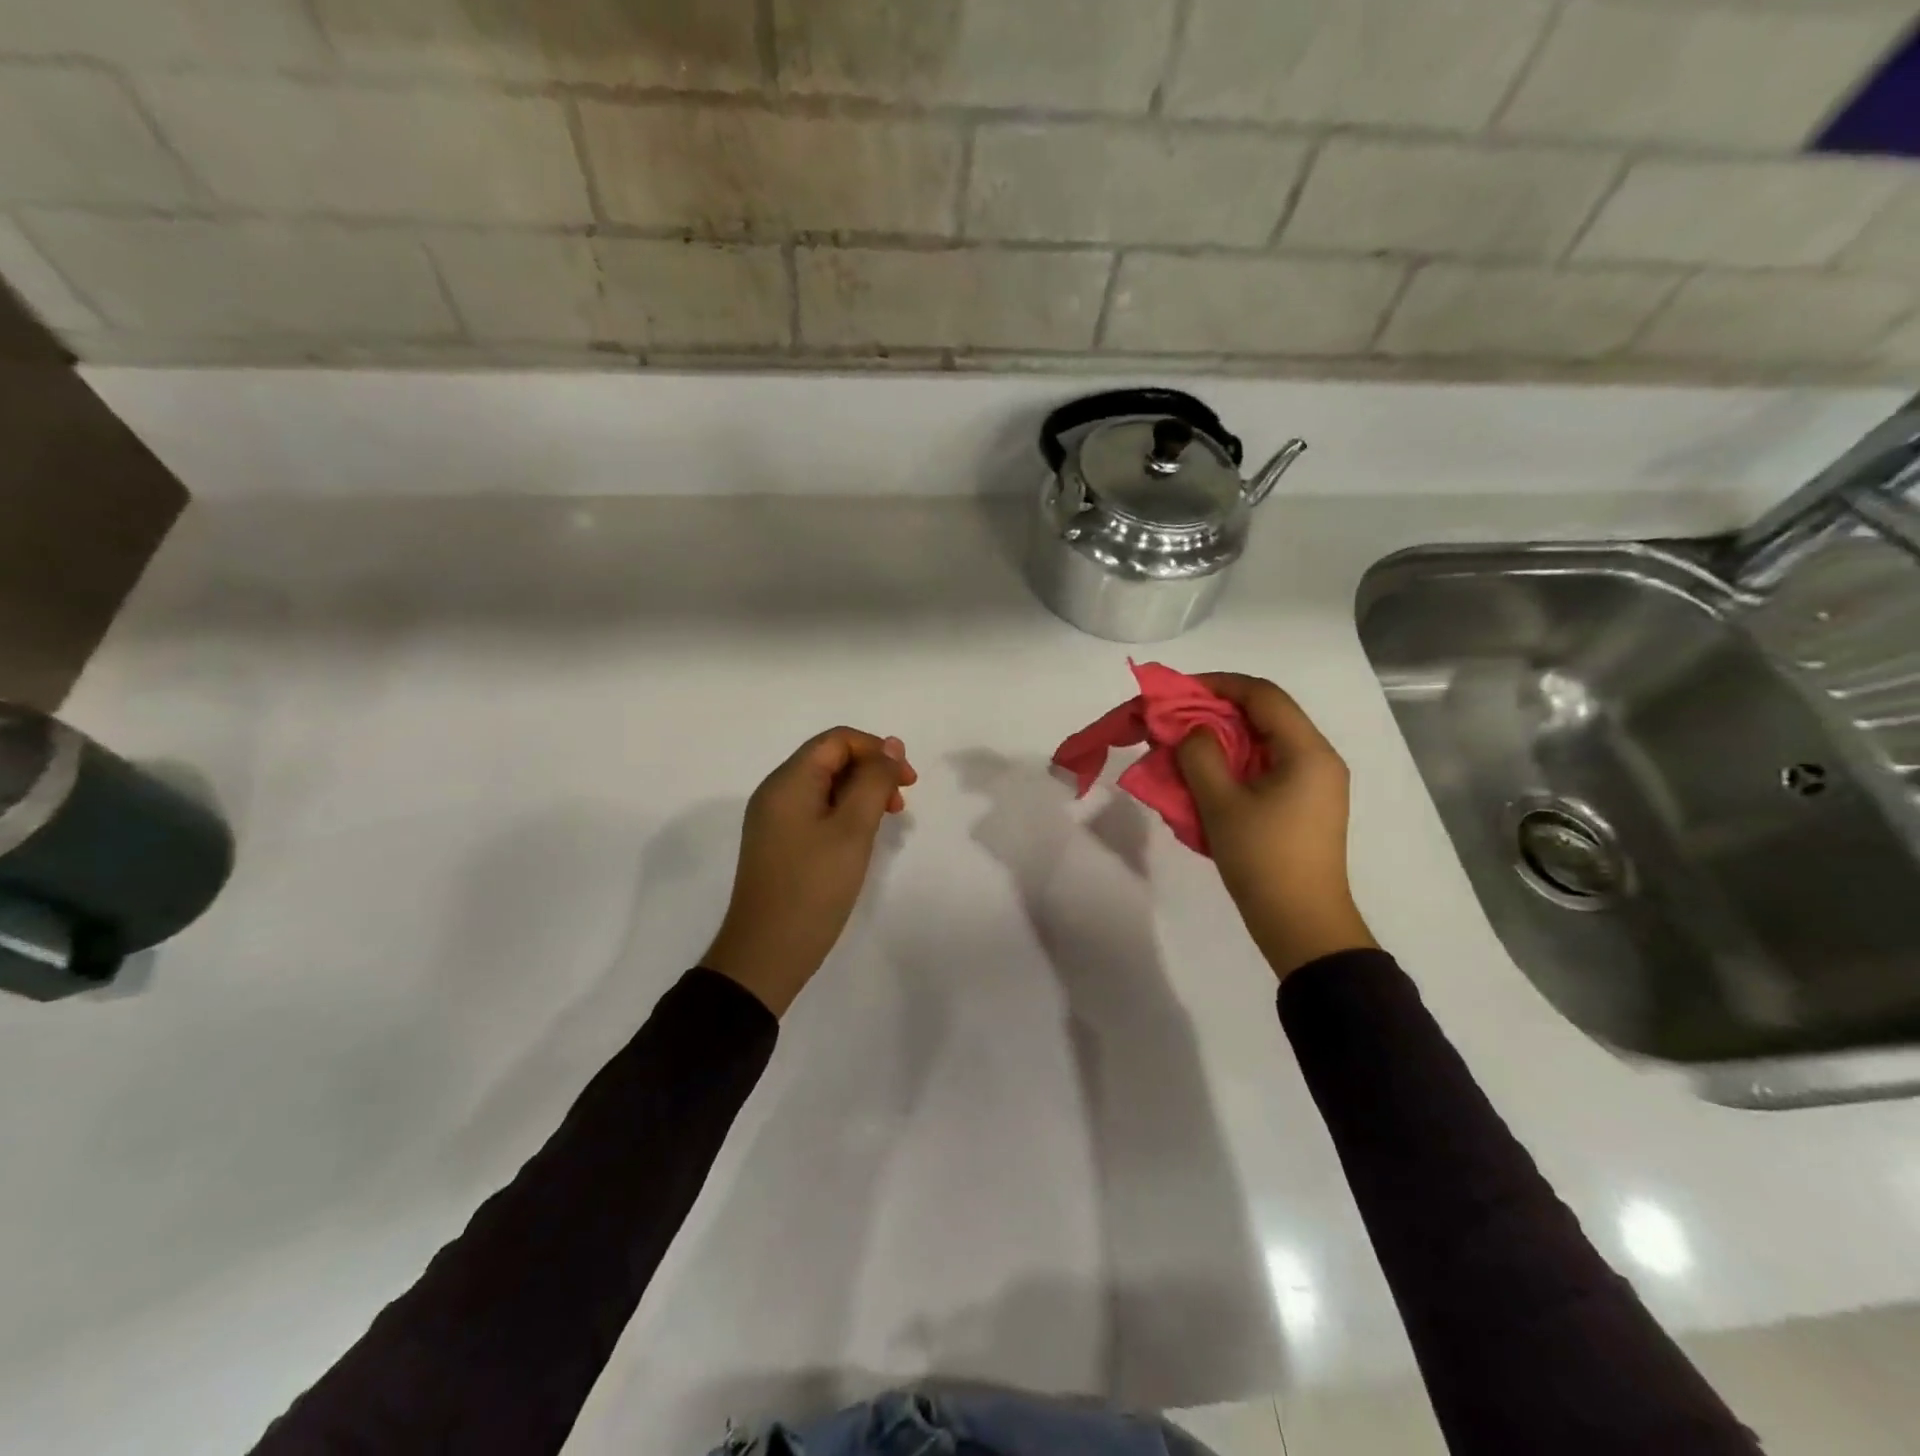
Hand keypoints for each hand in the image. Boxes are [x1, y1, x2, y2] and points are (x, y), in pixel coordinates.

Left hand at [702, 727, 917, 1016]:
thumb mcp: (852, 829)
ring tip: (886, 822)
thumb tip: (891, 745)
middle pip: (830, 760)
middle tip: (900, 806)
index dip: (877, 750)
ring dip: (861, 794)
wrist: (767, 953)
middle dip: (871, 772)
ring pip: (825, 787)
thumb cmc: (814, 887)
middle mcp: (776, 792)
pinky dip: (844, 814)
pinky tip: (860, 839)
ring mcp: (774, 820)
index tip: (908, 781)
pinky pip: (816, 811)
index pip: (837, 740)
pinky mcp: (779, 844)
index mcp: (788, 781)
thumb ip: (873, 781)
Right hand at [1175, 673, 1375, 979]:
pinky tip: (1205, 778)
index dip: (1218, 684)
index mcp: (1307, 751)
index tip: (1178, 691)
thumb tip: (1194, 730)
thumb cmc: (1263, 860)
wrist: (1302, 925)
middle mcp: (1317, 759)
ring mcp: (1314, 784)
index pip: (1263, 695)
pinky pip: (1266, 768)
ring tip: (1183, 750)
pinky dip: (1234, 764)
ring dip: (1222, 740)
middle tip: (1174, 722)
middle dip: (1215, 713)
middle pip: (1265, 716)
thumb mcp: (1221, 804)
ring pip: (1263, 743)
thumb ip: (1200, 755)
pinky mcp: (1305, 806)